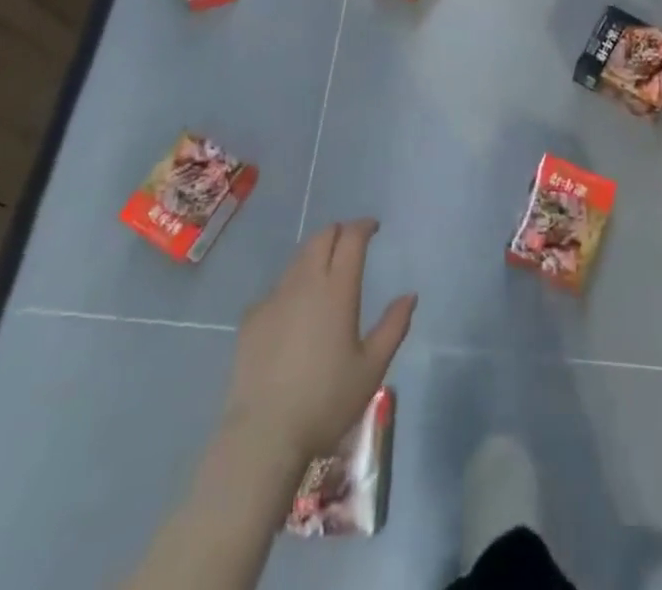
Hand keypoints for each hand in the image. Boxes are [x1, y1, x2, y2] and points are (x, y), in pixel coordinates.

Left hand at [225, 219, 415, 465]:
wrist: (264, 434)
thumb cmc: (326, 401)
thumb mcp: (372, 368)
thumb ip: (393, 326)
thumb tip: (410, 295)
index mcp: (337, 289)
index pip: (351, 238)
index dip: (363, 226)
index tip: (373, 227)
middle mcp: (305, 282)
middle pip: (321, 237)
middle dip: (339, 232)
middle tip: (350, 244)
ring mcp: (274, 297)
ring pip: (298, 259)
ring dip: (315, 256)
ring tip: (325, 275)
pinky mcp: (251, 317)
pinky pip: (277, 288)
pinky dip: (293, 287)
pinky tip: (295, 312)